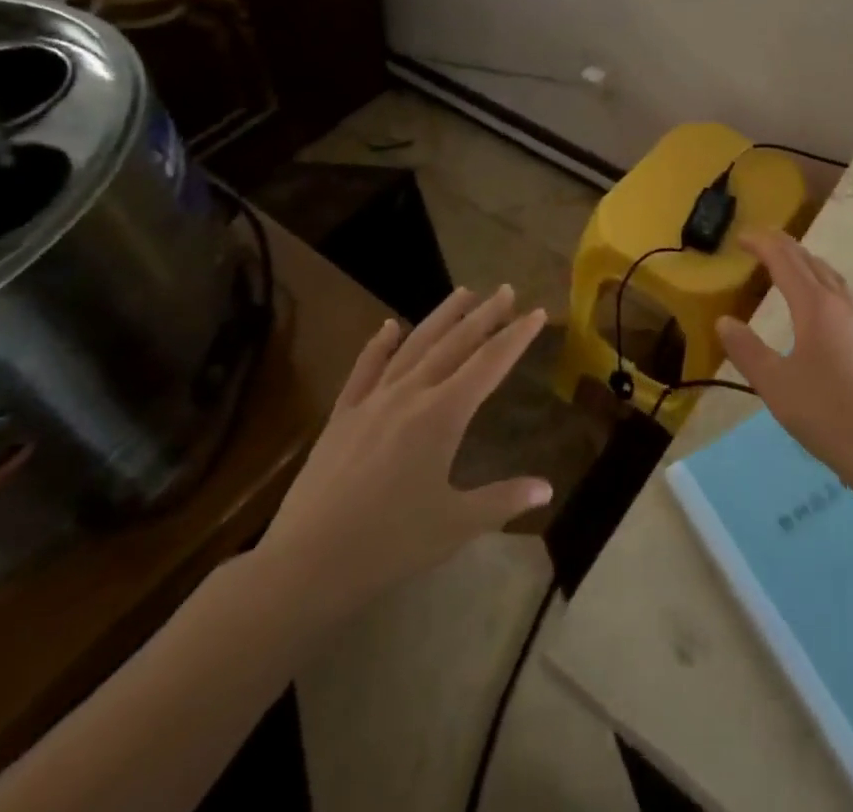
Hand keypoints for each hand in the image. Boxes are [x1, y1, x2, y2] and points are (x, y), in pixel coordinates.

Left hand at [247, 286, 552, 637]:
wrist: (305, 563)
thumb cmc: (389, 544)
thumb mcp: (456, 526)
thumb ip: (503, 500)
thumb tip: (547, 489)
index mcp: (443, 415)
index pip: (489, 364)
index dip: (516, 337)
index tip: (538, 312)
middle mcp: (410, 394)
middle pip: (454, 344)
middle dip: (484, 315)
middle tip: (505, 290)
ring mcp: (372, 401)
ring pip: (413, 346)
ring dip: (441, 317)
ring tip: (462, 292)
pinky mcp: (341, 416)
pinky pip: (364, 369)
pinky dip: (379, 345)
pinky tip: (388, 326)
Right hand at [718, 232, 852, 478]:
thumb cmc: (821, 410)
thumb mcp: (772, 381)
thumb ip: (745, 348)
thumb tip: (724, 321)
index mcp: (813, 305)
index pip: (784, 261)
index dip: (762, 244)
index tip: (741, 238)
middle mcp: (839, 303)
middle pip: (810, 262)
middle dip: (784, 246)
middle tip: (761, 240)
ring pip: (832, 276)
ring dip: (808, 262)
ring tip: (792, 263)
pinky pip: (849, 297)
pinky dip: (830, 285)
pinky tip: (833, 299)